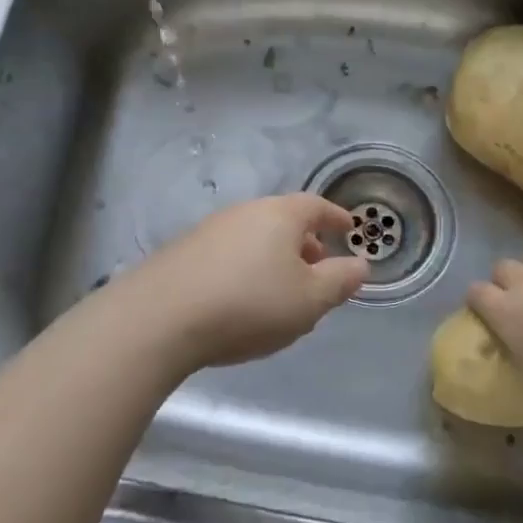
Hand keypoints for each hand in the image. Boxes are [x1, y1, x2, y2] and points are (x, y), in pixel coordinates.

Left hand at [122, 194, 367, 370]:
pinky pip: (229, 252)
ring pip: (254, 236)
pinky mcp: (183, 251)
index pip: (315, 206)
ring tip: (281, 288)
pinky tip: (241, 297)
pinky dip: (246, 267)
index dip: (335, 217)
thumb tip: (361, 264)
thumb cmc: (249, 304)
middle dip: (304, 241)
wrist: (161, 317)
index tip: (349, 227)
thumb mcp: (309, 300)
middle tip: (318, 265)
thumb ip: (339, 281)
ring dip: (273, 256)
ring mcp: (210, 229)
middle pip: (282, 219)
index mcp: (279, 215)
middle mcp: (244, 212)